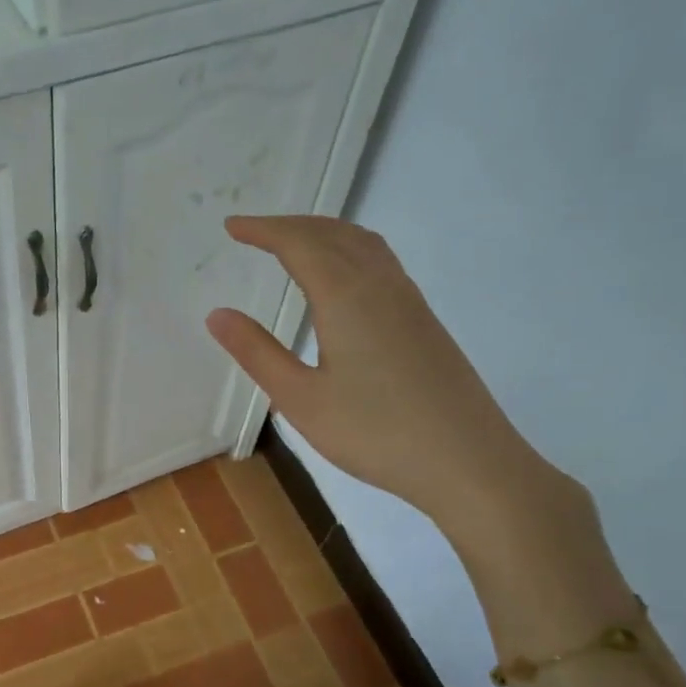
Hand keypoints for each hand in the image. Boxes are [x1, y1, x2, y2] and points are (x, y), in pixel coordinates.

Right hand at [205, 216, 575, 547]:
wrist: (467, 461)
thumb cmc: (375, 432)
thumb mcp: (301, 399)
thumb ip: (258, 353)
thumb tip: (218, 314)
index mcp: (346, 297)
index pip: (299, 244)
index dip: (263, 230)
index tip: (231, 227)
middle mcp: (381, 285)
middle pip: (333, 234)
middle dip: (290, 226)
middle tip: (254, 232)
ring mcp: (409, 301)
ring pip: (363, 244)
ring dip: (323, 233)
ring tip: (293, 244)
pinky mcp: (423, 321)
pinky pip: (381, 263)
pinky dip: (349, 251)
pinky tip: (341, 279)